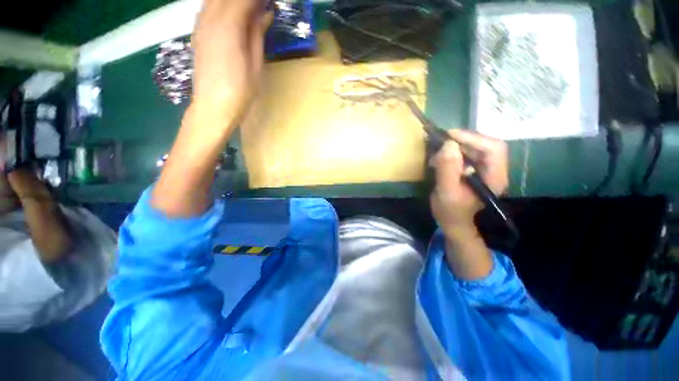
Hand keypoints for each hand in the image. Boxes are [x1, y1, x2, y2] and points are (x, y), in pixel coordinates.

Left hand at [191, 0, 272, 128]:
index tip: (270, 3)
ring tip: (250, 11)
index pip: (243, 0)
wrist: (213, 107)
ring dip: (233, 2)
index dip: (258, 0)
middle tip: (261, 7)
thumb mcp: (256, 64)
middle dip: (247, 1)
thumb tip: (266, 12)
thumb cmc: (240, 91)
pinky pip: (208, 7)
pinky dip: (221, 5)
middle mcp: (210, 18)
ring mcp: (200, 24)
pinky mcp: (198, 32)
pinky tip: (232, 14)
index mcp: (228, 26)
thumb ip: (257, 34)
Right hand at [430, 130, 507, 238]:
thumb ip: (447, 169)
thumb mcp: (446, 191)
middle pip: (485, 145)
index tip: (449, 136)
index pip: (493, 148)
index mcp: (494, 178)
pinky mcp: (474, 171)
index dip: (473, 138)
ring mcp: (484, 170)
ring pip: (475, 148)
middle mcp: (494, 171)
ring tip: (438, 151)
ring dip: (456, 146)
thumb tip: (447, 145)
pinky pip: (467, 155)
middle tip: (441, 141)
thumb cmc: (450, 211)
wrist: (454, 223)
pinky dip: (453, 152)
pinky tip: (441, 158)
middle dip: (463, 140)